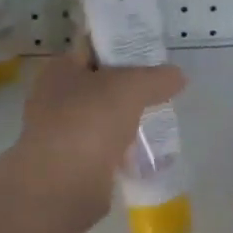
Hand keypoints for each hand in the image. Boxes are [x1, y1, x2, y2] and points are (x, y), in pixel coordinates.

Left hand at [11, 40, 184, 222]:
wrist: (64, 183)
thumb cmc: (91, 120)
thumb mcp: (132, 87)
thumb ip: (157, 77)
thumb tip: (178, 76)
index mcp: (59, 70)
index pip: (92, 50)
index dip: (121, 49)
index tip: (150, 57)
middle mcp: (53, 98)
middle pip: (98, 86)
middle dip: (127, 89)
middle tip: (158, 91)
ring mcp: (59, 133)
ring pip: (100, 119)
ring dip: (124, 121)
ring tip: (156, 121)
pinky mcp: (70, 164)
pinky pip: (102, 149)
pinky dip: (120, 150)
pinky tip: (142, 153)